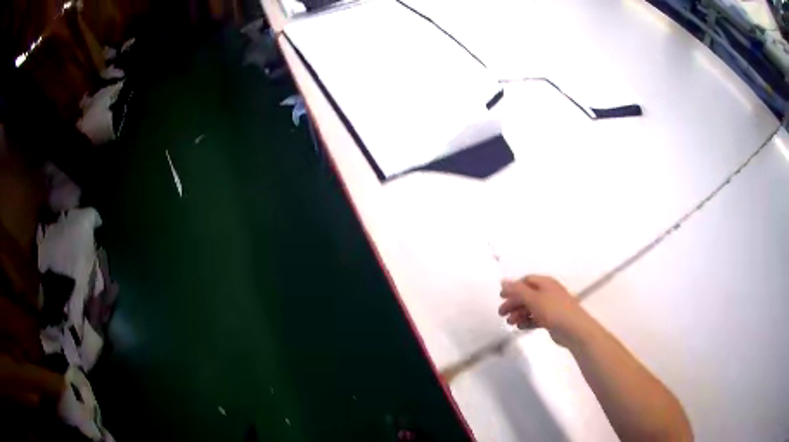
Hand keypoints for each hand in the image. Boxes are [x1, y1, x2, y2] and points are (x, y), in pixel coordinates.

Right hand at [498, 275, 590, 346]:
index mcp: (545, 283)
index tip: (501, 297)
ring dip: (519, 314)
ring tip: (510, 323)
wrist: (574, 329)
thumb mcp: (533, 299)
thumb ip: (517, 290)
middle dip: (514, 303)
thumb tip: (503, 281)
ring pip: (531, 307)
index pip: (525, 281)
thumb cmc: (554, 310)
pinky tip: (520, 327)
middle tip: (502, 314)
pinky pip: (536, 318)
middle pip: (527, 295)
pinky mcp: (552, 319)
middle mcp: (548, 292)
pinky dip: (527, 321)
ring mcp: (551, 306)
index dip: (513, 288)